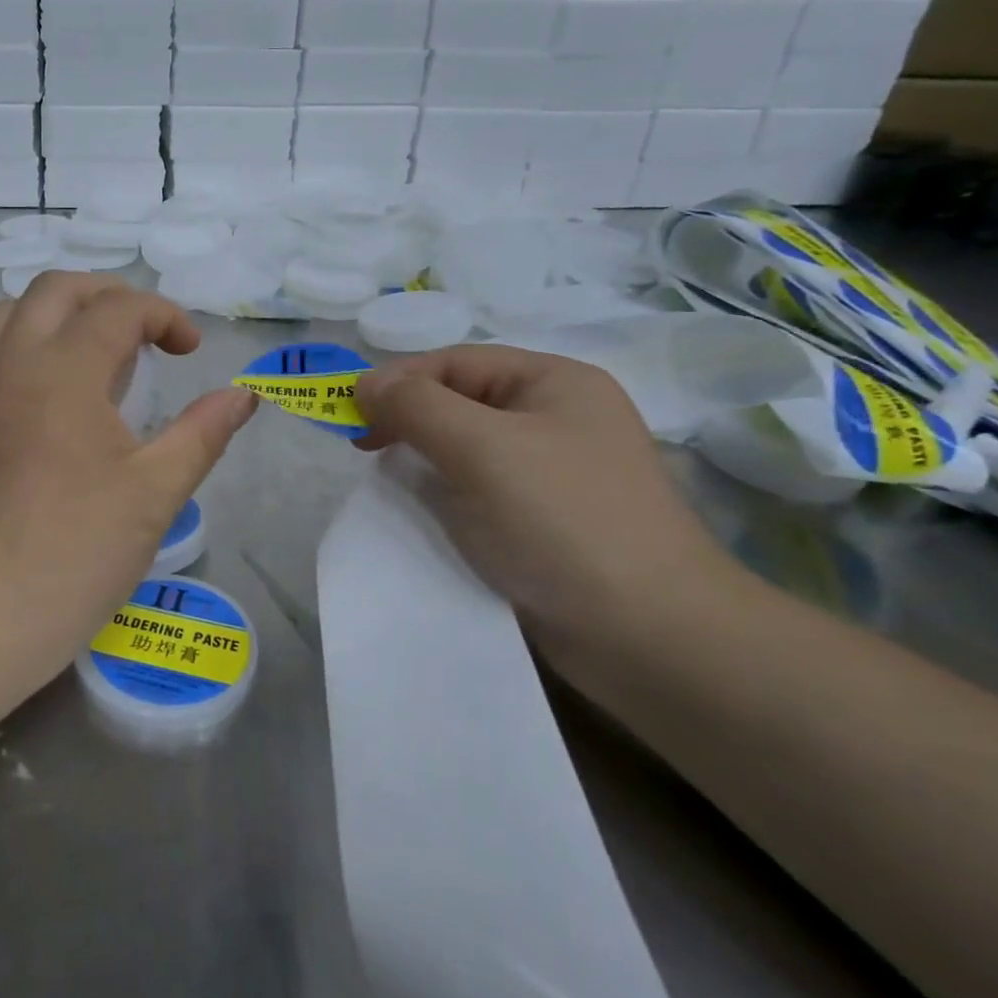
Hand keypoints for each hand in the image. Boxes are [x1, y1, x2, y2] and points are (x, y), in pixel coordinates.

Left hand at [0, 273, 257, 662]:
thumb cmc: (75, 552)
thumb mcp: (155, 493)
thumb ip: (202, 433)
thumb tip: (243, 395)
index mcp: (63, 372)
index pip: (117, 309)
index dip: (163, 316)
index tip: (188, 350)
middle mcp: (10, 362)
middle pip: (55, 289)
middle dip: (108, 295)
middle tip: (142, 333)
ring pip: (9, 313)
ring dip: (56, 312)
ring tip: (91, 349)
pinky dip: (23, 343)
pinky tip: (49, 391)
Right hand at [355, 345, 732, 641]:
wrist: (648, 635)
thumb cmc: (561, 520)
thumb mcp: (480, 448)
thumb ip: (415, 405)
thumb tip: (363, 384)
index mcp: (555, 383)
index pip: (456, 362)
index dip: (398, 381)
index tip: (350, 415)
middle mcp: (557, 418)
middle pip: (460, 401)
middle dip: (409, 419)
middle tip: (364, 447)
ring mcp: (553, 471)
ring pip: (466, 448)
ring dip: (423, 459)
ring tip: (390, 480)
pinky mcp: (544, 519)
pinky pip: (479, 489)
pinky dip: (445, 494)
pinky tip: (426, 512)